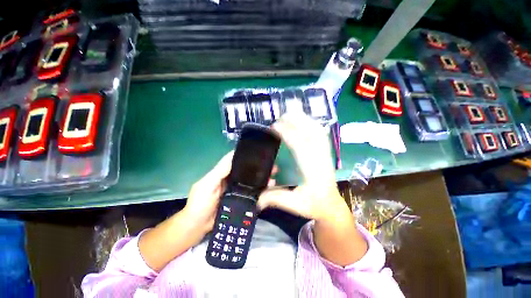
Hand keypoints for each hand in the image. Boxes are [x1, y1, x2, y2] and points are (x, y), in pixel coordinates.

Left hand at [182, 151, 277, 234]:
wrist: (198, 227)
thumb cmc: (200, 204)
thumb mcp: (207, 185)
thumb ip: (219, 172)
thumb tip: (233, 156)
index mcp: (223, 172)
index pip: (236, 160)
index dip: (247, 155)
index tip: (259, 153)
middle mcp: (231, 178)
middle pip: (246, 170)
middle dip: (259, 167)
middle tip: (272, 166)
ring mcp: (237, 189)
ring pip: (251, 180)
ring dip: (262, 178)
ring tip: (273, 177)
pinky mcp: (240, 199)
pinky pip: (252, 192)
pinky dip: (260, 190)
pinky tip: (269, 189)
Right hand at [258, 113, 366, 265]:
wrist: (331, 206)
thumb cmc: (314, 205)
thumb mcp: (295, 205)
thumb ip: (276, 199)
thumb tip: (257, 199)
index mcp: (313, 171)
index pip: (300, 146)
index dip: (288, 133)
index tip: (275, 126)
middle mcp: (321, 159)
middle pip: (312, 134)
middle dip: (297, 121)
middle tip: (281, 116)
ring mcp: (326, 154)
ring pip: (318, 132)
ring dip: (305, 120)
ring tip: (292, 113)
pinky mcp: (326, 153)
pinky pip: (321, 134)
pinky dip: (313, 124)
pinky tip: (305, 120)